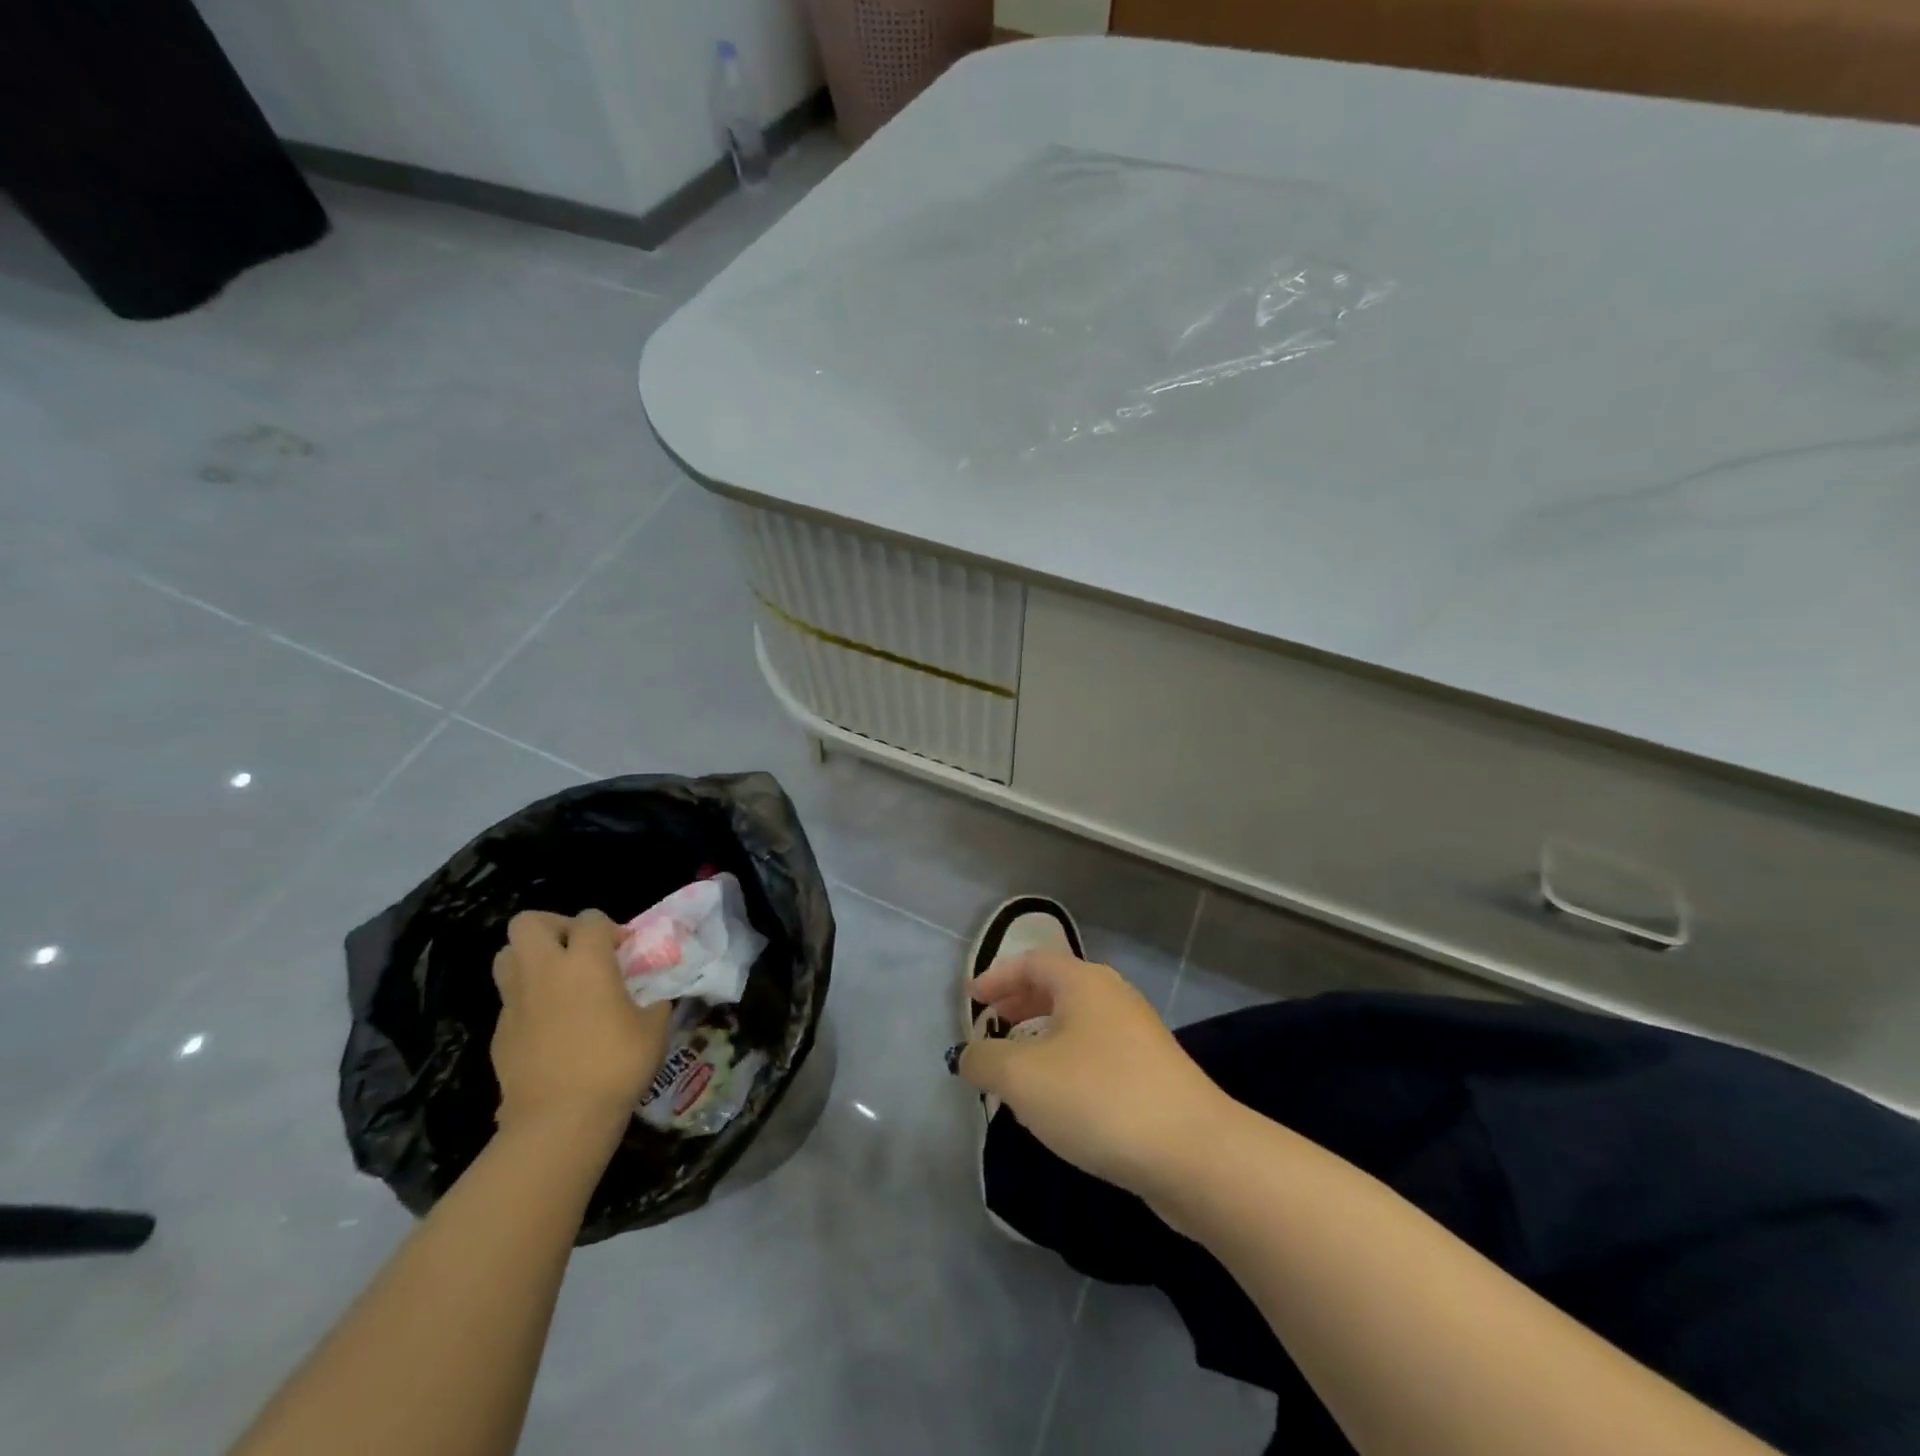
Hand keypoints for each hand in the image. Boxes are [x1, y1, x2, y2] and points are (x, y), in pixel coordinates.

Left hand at [490, 909, 672, 1135]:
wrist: (559, 1120)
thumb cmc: (615, 1064)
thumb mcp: (654, 1027)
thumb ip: (653, 1000)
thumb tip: (653, 997)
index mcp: (585, 962)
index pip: (590, 918)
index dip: (608, 928)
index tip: (623, 951)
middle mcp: (544, 971)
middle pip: (529, 923)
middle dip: (554, 927)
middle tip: (578, 951)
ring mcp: (515, 1002)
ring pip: (507, 956)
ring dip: (531, 959)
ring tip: (558, 981)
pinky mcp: (499, 1032)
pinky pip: (510, 999)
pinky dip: (528, 1000)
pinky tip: (551, 1025)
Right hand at [957, 950, 1231, 1199]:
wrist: (1193, 1153)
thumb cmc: (1098, 1098)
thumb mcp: (1022, 1078)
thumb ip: (985, 1060)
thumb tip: (970, 1055)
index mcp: (1083, 982)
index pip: (1031, 962)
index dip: (996, 977)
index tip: (971, 1000)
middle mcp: (1113, 997)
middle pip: (1056, 988)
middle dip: (1018, 1006)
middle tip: (990, 1028)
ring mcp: (1138, 1036)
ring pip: (1077, 1025)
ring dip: (1041, 1039)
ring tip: (1016, 1072)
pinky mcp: (1153, 1075)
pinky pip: (1096, 1055)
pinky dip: (1066, 1065)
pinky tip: (1057, 1104)